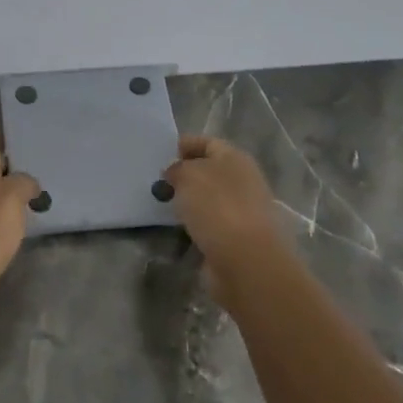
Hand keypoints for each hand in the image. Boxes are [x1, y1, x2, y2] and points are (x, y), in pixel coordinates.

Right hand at [163, 136, 292, 273]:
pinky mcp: (236, 237)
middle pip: (210, 170)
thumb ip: (177, 168)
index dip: (185, 144)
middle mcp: (243, 181)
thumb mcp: (188, 175)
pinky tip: (177, 227)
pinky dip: (194, 223)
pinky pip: (209, 222)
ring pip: (209, 198)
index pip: (208, 143)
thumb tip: (175, 173)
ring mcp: (242, 210)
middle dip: (185, 173)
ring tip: (162, 204)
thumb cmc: (217, 207)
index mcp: (236, 159)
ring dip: (188, 199)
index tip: (162, 154)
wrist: (245, 260)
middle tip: (157, 180)